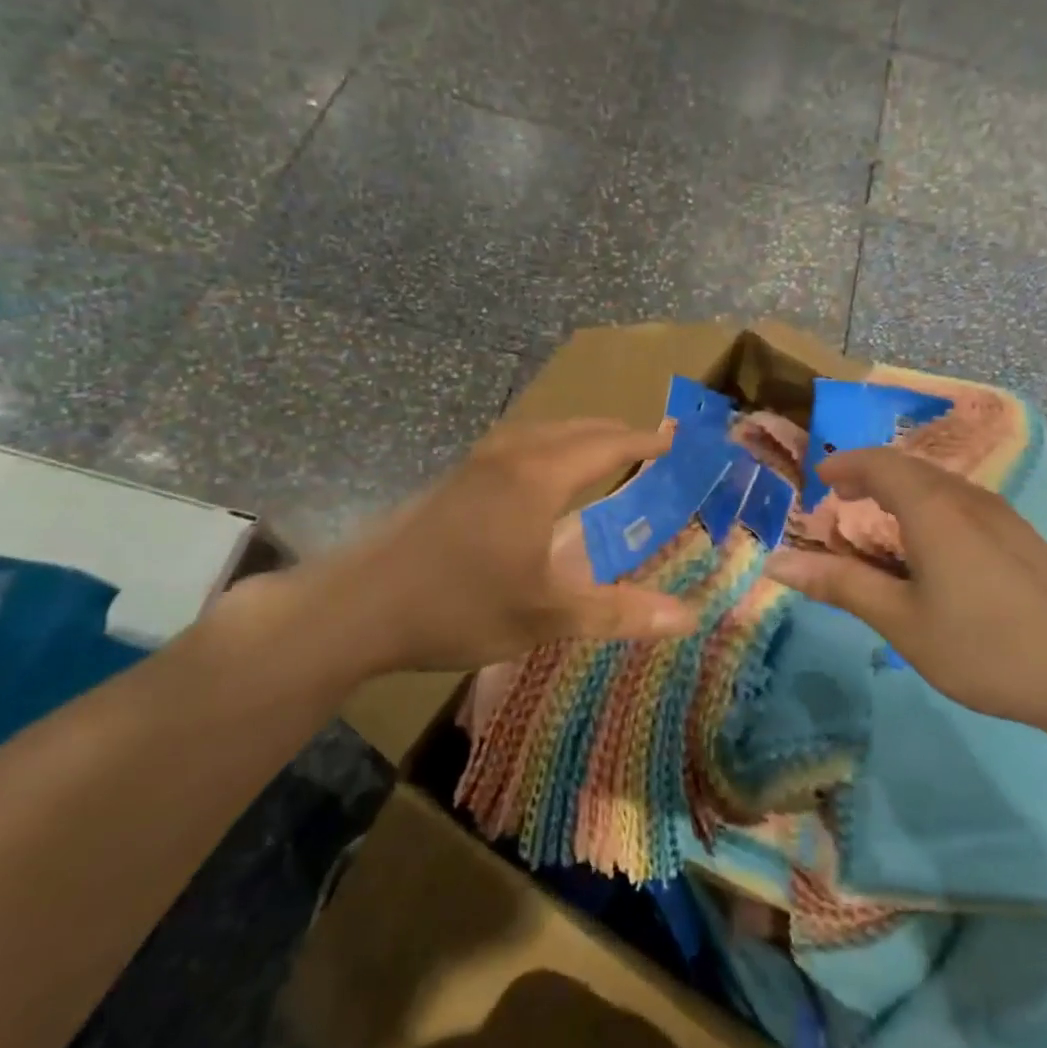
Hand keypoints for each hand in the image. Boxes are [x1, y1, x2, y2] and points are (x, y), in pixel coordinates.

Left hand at [249, 420, 698, 684]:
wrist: (358, 607)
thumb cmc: (459, 606)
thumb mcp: (546, 615)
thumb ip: (619, 612)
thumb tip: (688, 618)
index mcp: (540, 476)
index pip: (607, 445)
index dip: (644, 442)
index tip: (674, 440)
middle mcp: (511, 455)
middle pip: (575, 429)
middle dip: (615, 434)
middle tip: (648, 445)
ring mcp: (477, 462)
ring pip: (542, 432)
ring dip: (579, 437)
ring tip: (602, 454)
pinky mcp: (454, 478)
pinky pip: (519, 444)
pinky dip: (549, 447)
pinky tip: (542, 477)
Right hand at [764, 449, 1046, 762]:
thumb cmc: (984, 648)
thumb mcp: (900, 621)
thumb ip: (839, 584)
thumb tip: (777, 562)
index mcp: (933, 509)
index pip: (879, 463)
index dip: (845, 465)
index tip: (819, 479)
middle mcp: (968, 498)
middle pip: (909, 468)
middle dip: (869, 476)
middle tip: (839, 499)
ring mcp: (1002, 516)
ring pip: (938, 485)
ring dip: (900, 492)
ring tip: (876, 523)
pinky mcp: (1022, 537)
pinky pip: (961, 504)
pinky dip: (928, 508)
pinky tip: (928, 549)